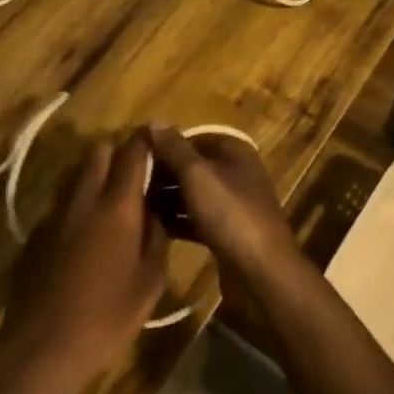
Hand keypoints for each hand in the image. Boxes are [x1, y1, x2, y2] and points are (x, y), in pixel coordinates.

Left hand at [0, 129, 166, 382]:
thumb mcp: (149, 282)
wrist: (42, 347)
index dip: (146, 141)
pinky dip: (76, 204)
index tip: (157, 141)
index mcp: (116, 206)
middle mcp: (82, 198)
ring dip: (94, 176)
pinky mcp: (34, 232)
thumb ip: (156, 238)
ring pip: (76, 174)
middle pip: (98, 152)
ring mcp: (53, 213)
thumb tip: (155, 213)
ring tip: (111, 203)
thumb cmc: (106, 317)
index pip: (131, 153)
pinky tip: (83, 235)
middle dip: (117, 153)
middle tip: (134, 175)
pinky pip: (60, 202)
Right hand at [146, 126, 298, 287]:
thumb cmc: (229, 214)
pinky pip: (197, 219)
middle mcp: (236, 173)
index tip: (136, 157)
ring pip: (193, 194)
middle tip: (132, 184)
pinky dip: (178, 220)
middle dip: (164, 173)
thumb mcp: (197, 175)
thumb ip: (174, 148)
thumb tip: (154, 121)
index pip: (193, 138)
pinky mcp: (228, 232)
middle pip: (192, 166)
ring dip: (168, 198)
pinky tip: (154, 227)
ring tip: (136, 204)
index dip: (165, 145)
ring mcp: (233, 205)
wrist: (261, 272)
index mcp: (234, 152)